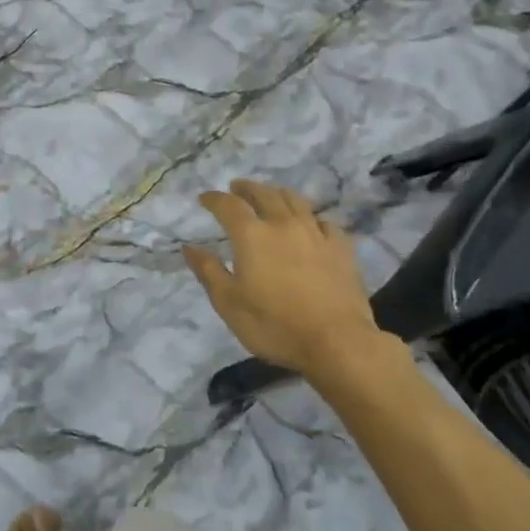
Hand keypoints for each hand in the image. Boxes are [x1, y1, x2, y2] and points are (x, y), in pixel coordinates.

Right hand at [182, 179, 397, 377]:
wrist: (337, 342)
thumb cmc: (274, 325)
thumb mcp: (229, 303)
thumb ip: (208, 271)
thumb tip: (189, 247)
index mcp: (251, 235)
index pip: (228, 205)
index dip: (214, 198)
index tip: (204, 198)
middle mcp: (283, 224)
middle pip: (264, 194)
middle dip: (247, 188)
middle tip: (237, 188)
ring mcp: (315, 233)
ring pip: (295, 200)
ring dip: (277, 193)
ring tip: (270, 195)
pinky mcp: (341, 247)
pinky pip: (323, 221)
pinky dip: (310, 217)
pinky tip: (310, 224)